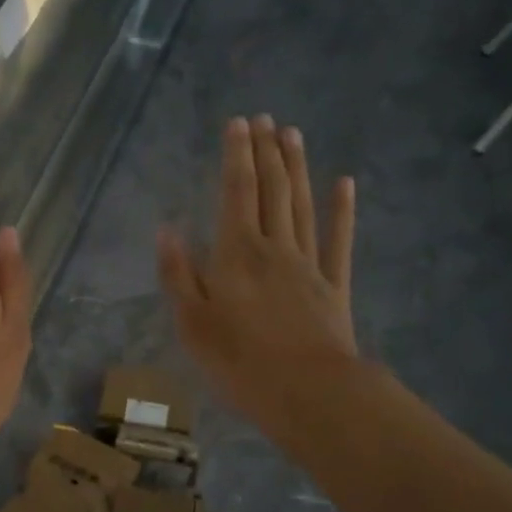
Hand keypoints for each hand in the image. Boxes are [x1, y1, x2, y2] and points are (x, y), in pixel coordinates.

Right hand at [157, 116, 357, 450]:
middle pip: (271, 190)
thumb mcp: (192, 323)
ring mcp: (309, 264)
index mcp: (236, 253)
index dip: (236, 156)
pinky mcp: (333, 286)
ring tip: (292, 135)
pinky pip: (338, 240)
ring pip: (301, 205)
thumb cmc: (239, 361)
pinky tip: (344, 184)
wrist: (308, 393)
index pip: (236, 192)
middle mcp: (274, 247)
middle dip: (266, 152)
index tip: (238, 123)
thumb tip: (167, 231)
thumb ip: (178, 275)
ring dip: (297, 168)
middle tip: (265, 119)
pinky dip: (342, 210)